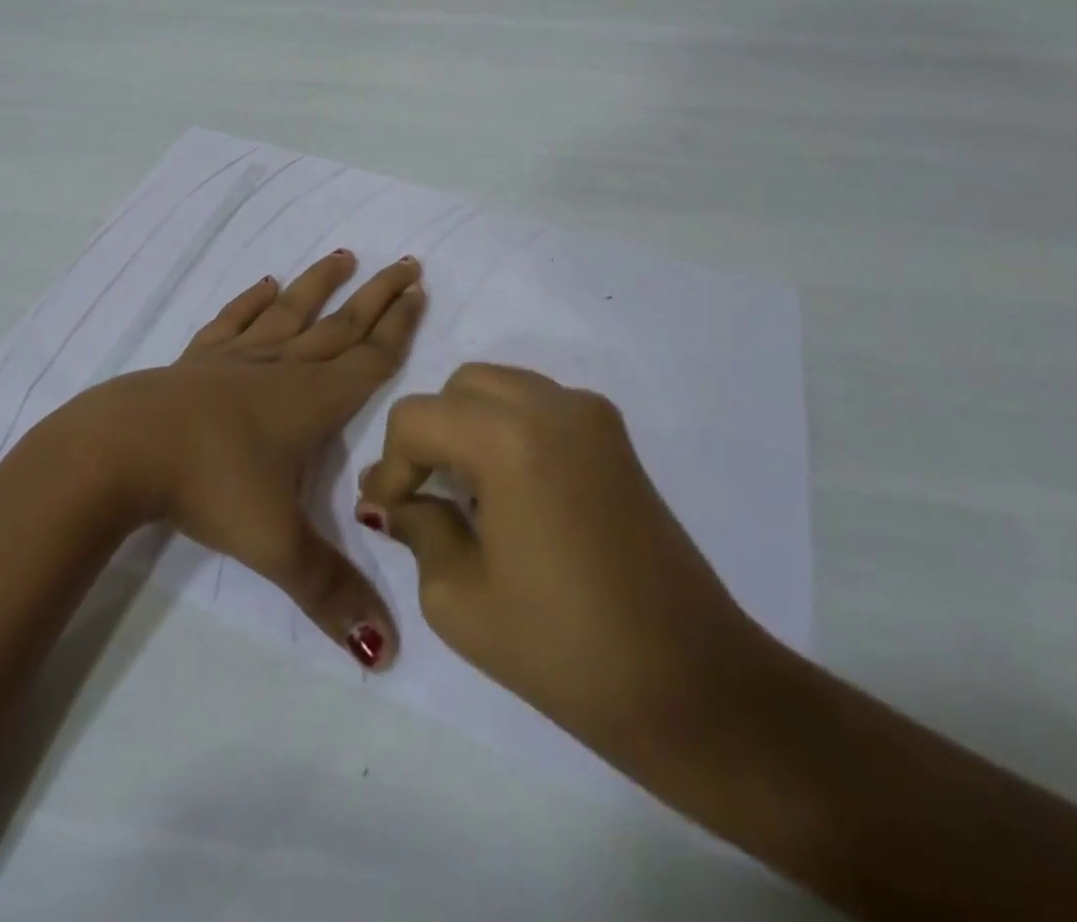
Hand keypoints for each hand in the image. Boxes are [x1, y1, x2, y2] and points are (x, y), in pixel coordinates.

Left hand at [84, 250, 425, 669]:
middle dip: (377, 296)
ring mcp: (237, 358)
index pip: (370, 358)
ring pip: (291, 312)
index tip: (420, 291)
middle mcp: (281, 368)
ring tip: (345, 256)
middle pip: (341, 325)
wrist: (123, 450)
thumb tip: (388, 652)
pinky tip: (265, 284)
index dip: (399, 327)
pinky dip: (252, 301)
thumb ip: (331, 593)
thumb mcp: (275, 546)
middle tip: (406, 263)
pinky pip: (233, 321)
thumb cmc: (208, 487)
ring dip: (320, 285)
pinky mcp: (198, 360)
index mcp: (312, 402)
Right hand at [355, 363, 771, 772]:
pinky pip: (539, 406)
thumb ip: (417, 528)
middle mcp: (552, 405)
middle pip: (459, 388)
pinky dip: (507, 429)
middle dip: (429, 435)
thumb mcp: (459, 597)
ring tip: (463, 493)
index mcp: (510, 437)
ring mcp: (592, 415)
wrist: (693, 686)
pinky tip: (507, 490)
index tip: (384, 511)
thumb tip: (395, 503)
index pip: (417, 417)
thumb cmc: (564, 649)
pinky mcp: (615, 437)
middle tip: (420, 495)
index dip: (390, 463)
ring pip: (500, 388)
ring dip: (467, 427)